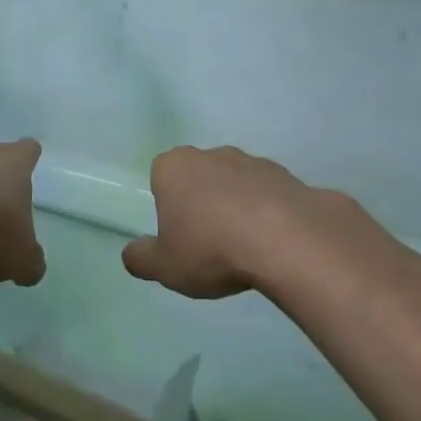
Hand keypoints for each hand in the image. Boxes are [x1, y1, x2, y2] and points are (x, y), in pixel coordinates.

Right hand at [123, 146, 338, 299]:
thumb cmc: (212, 249)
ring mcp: (254, 161)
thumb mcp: (164, 266)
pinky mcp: (288, 176)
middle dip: (202, 202)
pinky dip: (268, 213)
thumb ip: (141, 259)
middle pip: (200, 177)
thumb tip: (132, 253)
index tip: (178, 234)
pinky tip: (273, 243)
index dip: (167, 205)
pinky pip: (268, 195)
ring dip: (236, 206)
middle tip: (208, 243)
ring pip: (235, 184)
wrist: (288, 241)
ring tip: (245, 247)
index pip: (161, 176)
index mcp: (175, 167)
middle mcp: (212, 154)